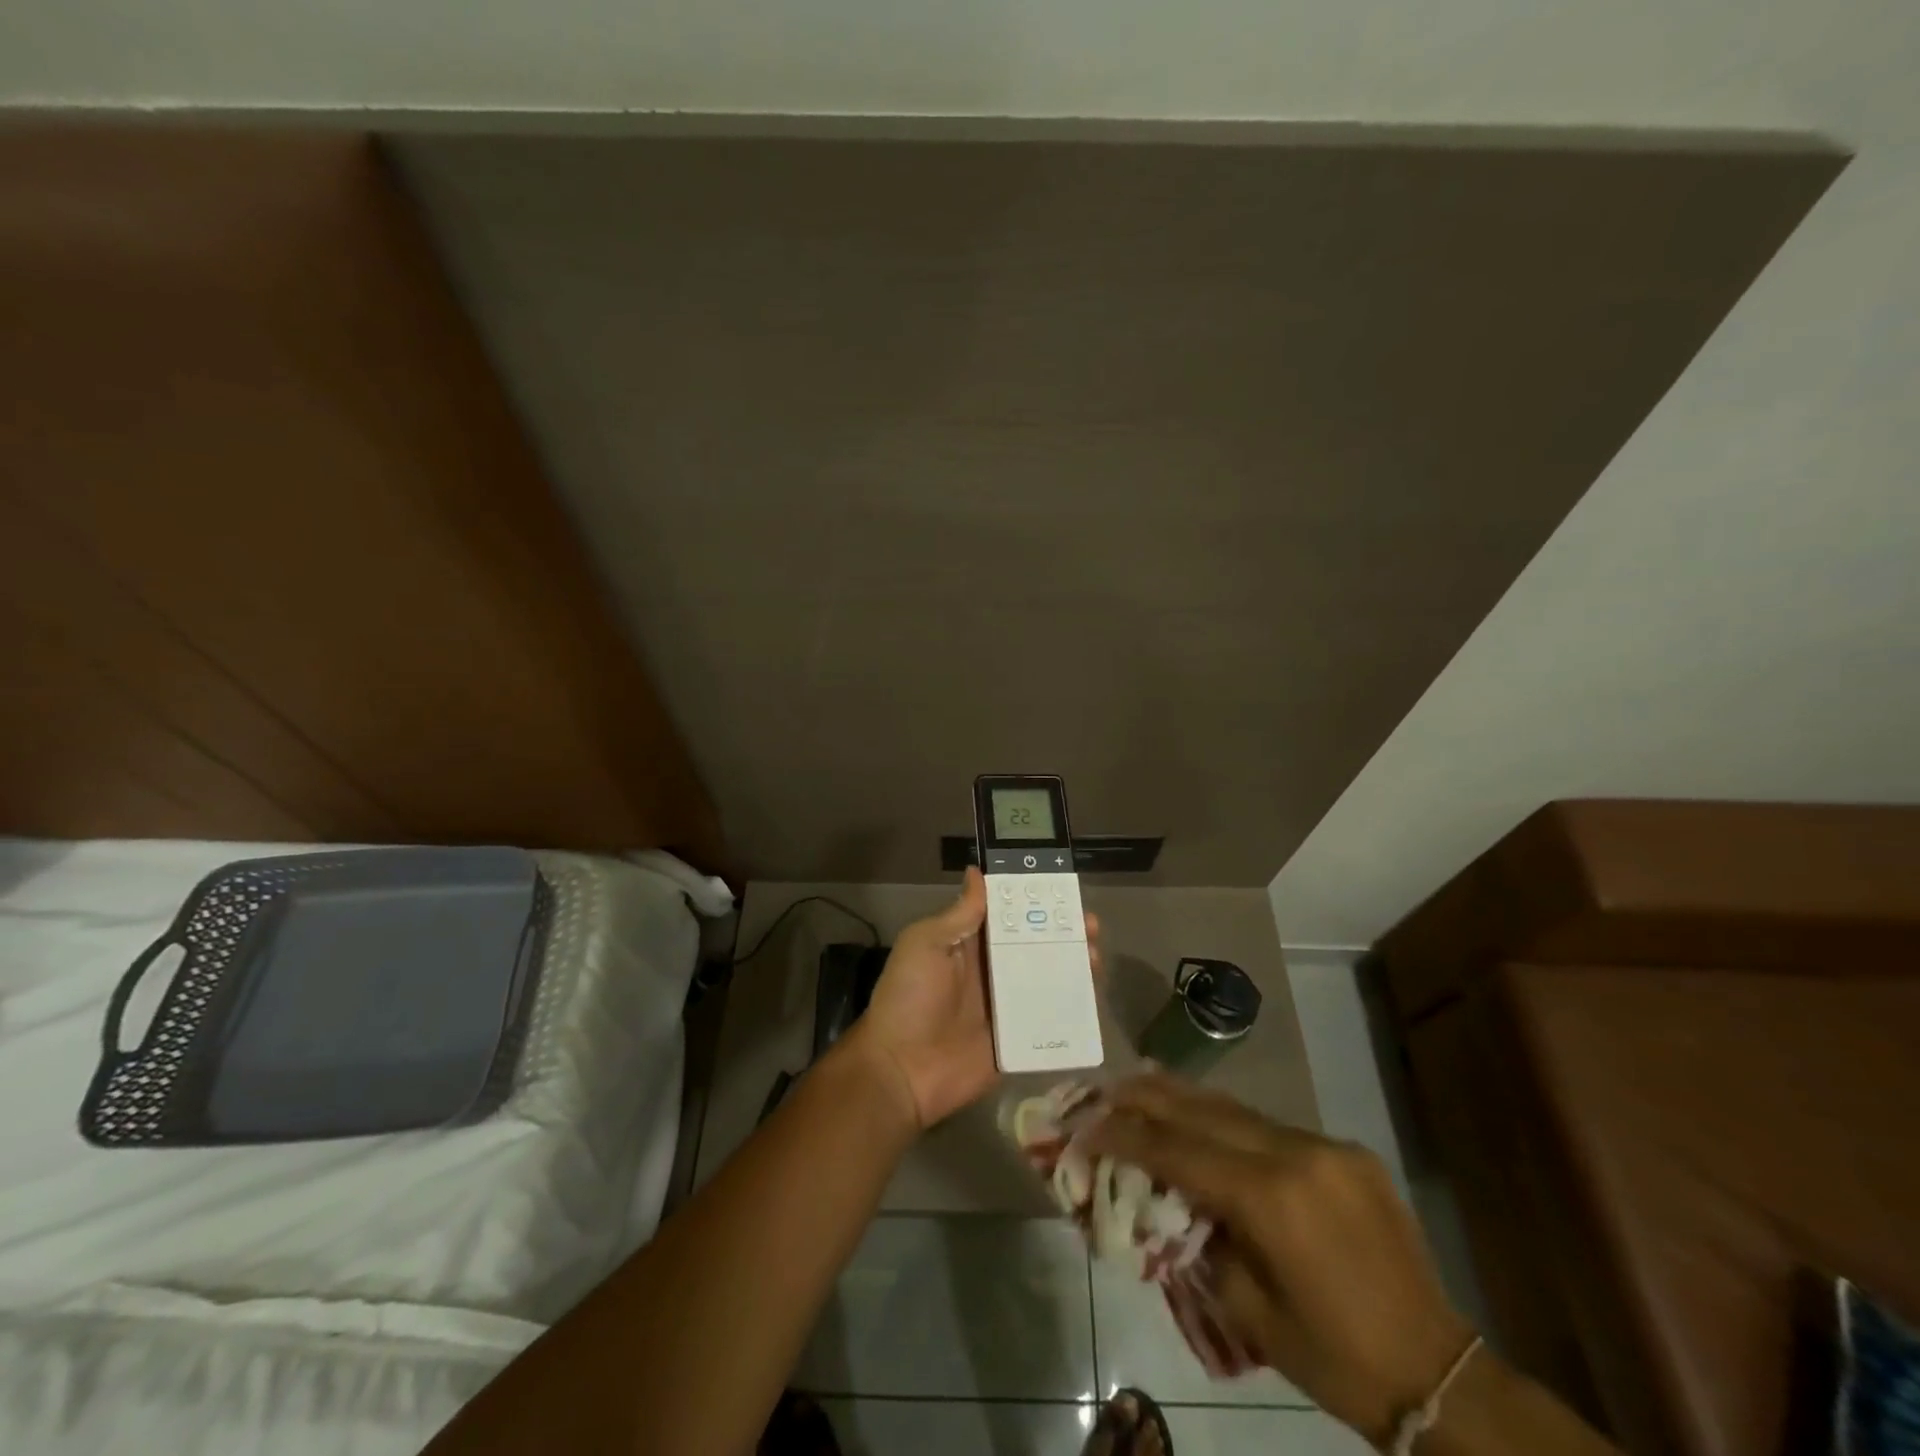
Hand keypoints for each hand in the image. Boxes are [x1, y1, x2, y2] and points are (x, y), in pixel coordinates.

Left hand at [848, 867, 1101, 1130]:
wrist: (901, 1070)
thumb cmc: (909, 998)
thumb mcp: (925, 945)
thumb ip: (958, 914)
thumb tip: (977, 872)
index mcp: (968, 944)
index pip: (1006, 914)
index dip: (1033, 901)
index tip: (1062, 890)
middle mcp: (991, 970)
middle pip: (1033, 944)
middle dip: (1062, 932)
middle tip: (1090, 925)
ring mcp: (1006, 1005)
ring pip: (1047, 977)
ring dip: (1072, 965)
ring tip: (1095, 956)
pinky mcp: (1018, 1038)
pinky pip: (1050, 1019)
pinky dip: (1072, 1007)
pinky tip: (1093, 997)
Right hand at [1084, 1074, 1474, 1446]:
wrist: (1437, 1372)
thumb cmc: (1333, 1356)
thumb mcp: (1247, 1309)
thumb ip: (1200, 1238)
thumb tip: (1167, 1194)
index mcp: (1270, 1198)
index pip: (1177, 1150)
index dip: (1126, 1135)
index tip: (1088, 1124)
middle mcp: (1296, 1153)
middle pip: (1203, 1110)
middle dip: (1147, 1096)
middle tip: (1106, 1087)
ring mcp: (1325, 1145)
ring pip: (1237, 1108)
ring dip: (1185, 1098)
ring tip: (1142, 1082)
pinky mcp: (1346, 1150)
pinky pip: (1272, 1126)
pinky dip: (1229, 1120)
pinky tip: (1206, 1118)